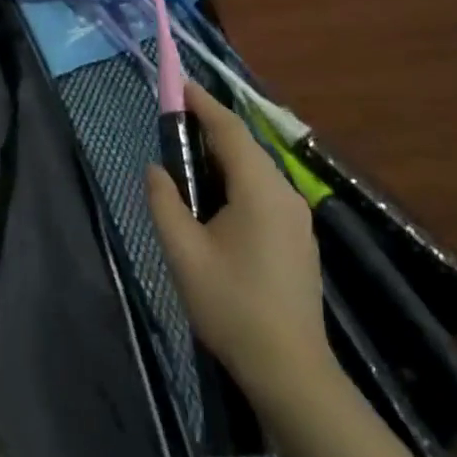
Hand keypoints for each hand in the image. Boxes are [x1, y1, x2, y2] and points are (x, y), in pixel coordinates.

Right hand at [147, 81, 333, 399]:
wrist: (289, 369)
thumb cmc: (231, 306)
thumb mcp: (183, 252)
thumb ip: (165, 202)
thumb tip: (157, 169)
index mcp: (260, 190)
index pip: (229, 131)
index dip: (203, 105)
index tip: (179, 86)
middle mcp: (285, 194)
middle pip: (245, 148)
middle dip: (211, 131)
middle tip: (174, 128)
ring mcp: (298, 218)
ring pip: (256, 171)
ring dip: (223, 159)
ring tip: (188, 164)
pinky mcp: (299, 239)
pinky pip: (265, 193)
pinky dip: (238, 182)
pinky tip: (217, 203)